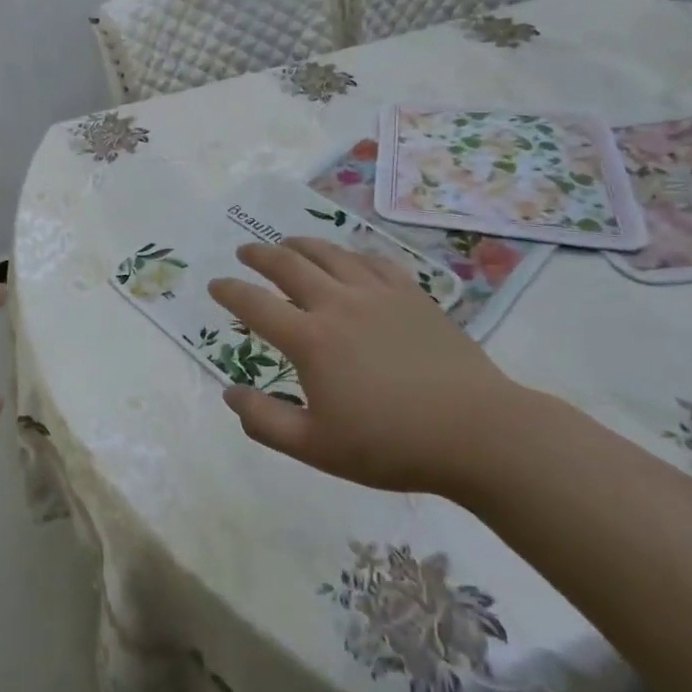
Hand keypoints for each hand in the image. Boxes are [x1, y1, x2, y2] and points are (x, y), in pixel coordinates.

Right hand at [210, 237, 523, 497]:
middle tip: (244, 251)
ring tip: (287, 243)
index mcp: (310, 340)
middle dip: (260, 256)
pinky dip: (350, 254)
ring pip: (329, 255)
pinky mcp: (411, 295)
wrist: (476, 431)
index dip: (230, 292)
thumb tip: (229, 393)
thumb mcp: (316, 448)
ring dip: (300, 245)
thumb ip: (265, 421)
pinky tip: (348, 257)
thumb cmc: (391, 444)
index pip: (256, 305)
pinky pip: (373, 261)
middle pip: (288, 266)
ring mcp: (377, 294)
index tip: (215, 285)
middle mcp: (338, 304)